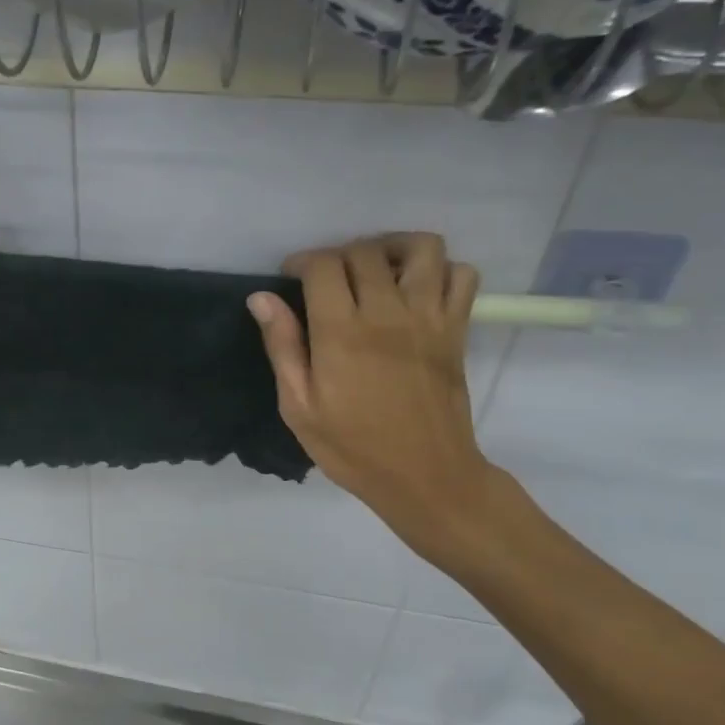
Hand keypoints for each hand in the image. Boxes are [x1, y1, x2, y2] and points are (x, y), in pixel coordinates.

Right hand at [248, 233, 499, 563]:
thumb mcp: (299, 407)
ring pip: (422, 248)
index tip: (292, 277)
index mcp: (341, 333)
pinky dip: (441, 270)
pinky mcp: (457, 329)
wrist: (426, 476)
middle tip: (328, 280)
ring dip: (394, 247)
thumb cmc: (352, 448)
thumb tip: (261, 298)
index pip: (324, 265)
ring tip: (376, 270)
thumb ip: (283, 347)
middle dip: (340, 254)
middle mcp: (388, 313)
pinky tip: (417, 290)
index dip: (303, 261)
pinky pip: (462, 275)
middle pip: (366, 251)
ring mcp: (429, 318)